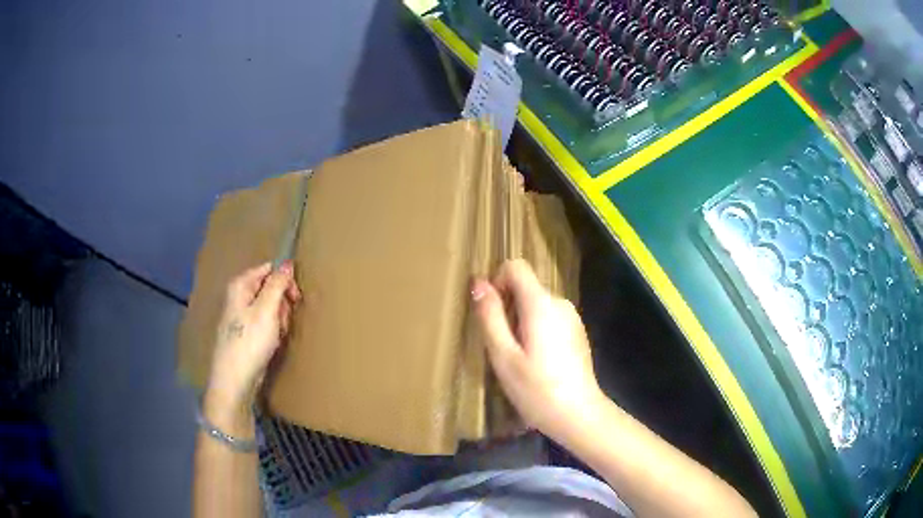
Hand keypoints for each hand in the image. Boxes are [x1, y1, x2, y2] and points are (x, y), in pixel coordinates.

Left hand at [207, 261, 301, 413]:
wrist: (235, 379)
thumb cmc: (250, 342)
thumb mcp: (267, 310)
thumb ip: (278, 284)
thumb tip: (287, 262)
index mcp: (241, 285)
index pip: (269, 269)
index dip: (285, 281)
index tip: (295, 298)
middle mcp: (238, 296)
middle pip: (270, 288)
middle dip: (282, 304)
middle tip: (283, 321)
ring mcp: (241, 315)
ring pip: (270, 307)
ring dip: (279, 319)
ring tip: (277, 335)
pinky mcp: (245, 332)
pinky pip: (265, 323)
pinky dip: (272, 331)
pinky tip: (272, 343)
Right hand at [472, 259, 603, 444]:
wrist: (579, 415)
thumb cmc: (536, 389)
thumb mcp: (503, 355)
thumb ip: (490, 316)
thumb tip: (478, 283)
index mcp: (541, 303)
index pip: (516, 266)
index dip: (497, 282)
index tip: (491, 314)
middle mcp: (560, 302)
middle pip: (526, 287)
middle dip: (508, 307)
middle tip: (502, 346)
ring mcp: (572, 317)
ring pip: (537, 304)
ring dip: (521, 321)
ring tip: (518, 358)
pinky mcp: (577, 332)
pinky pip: (550, 318)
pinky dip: (536, 330)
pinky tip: (537, 362)